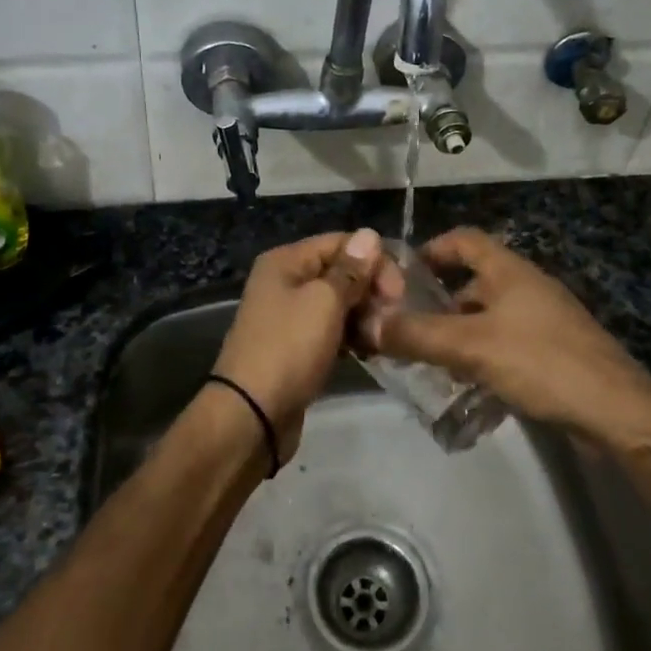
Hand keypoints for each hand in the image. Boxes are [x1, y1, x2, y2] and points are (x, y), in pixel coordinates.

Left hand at [210, 227, 384, 460]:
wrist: (252, 416)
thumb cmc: (289, 348)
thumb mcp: (324, 302)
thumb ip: (351, 269)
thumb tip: (369, 234)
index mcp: (286, 262)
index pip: (341, 243)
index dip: (374, 261)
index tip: (399, 292)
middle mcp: (285, 282)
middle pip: (341, 272)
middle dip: (370, 291)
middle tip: (391, 319)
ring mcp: (290, 316)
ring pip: (340, 304)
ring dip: (365, 317)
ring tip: (380, 340)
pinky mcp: (298, 347)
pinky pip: (332, 331)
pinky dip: (352, 337)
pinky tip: (370, 352)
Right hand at [359, 227, 650, 441]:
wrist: (616, 412)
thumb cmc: (542, 362)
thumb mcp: (470, 346)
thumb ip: (416, 334)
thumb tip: (365, 322)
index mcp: (510, 271)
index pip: (464, 240)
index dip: (431, 249)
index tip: (400, 274)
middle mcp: (527, 288)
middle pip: (473, 282)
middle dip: (438, 303)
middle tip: (404, 328)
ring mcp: (543, 322)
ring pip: (488, 318)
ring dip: (458, 335)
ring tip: (426, 361)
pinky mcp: (553, 355)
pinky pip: (505, 346)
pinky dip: (481, 358)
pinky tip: (465, 386)